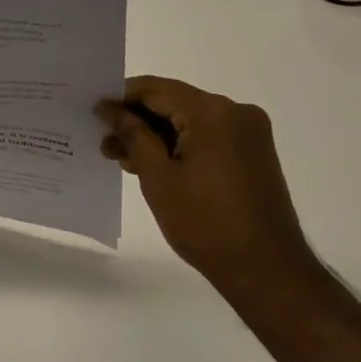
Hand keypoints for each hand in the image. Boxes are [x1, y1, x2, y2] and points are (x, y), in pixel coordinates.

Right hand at [98, 76, 320, 301]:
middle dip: (137, 121)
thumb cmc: (205, 223)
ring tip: (122, 159)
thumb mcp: (157, 176)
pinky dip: (179, 146)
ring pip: (188, 121)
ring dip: (156, 136)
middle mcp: (235, 111)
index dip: (121, 98)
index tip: (94, 113)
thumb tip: (109, 107)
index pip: (155, 89)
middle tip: (105, 143)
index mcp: (213, 111)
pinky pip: (206, 137)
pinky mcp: (252, 153)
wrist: (267, 271)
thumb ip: (132, 134)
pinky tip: (152, 165)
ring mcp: (248, 132)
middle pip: (173, 103)